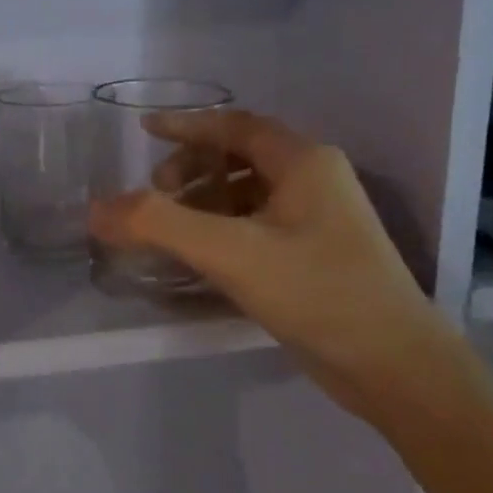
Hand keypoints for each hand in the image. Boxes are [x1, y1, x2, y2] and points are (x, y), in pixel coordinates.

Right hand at [88, 110, 448, 402]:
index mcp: (303, 162)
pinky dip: (222, 230)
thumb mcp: (230, 252)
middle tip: (155, 197)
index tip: (144, 129)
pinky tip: (199, 258)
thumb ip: (158, 224)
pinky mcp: (316, 255)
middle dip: (191, 170)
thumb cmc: (318, 292)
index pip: (235, 125)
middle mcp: (314, 180)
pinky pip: (256, 226)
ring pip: (247, 194)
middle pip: (239, 157)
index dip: (186, 125)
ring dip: (204, 202)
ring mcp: (319, 220)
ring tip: (169, 230)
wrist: (396, 367)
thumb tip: (96, 209)